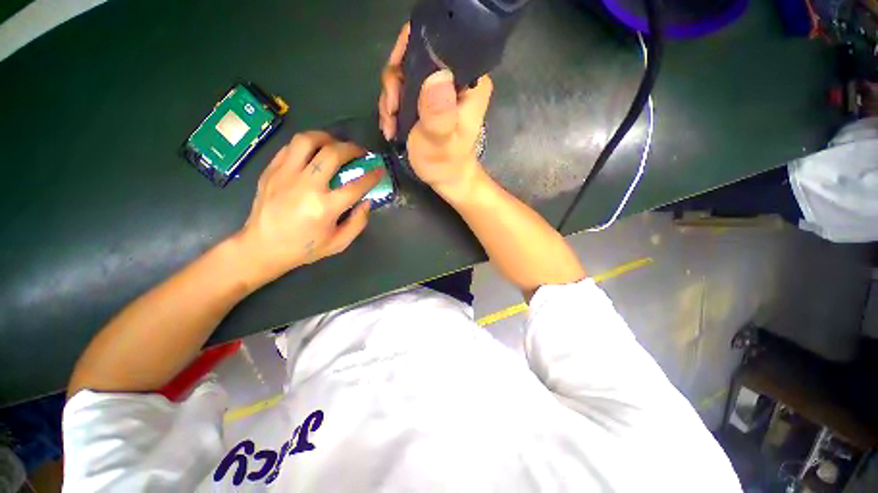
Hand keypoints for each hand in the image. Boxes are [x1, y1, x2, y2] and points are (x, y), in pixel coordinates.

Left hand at [235, 131, 381, 284]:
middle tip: (360, 152)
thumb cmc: (304, 248)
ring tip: (335, 144)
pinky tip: (314, 153)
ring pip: (307, 141)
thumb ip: (358, 222)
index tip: (380, 170)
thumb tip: (367, 201)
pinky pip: (290, 147)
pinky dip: (307, 146)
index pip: (356, 186)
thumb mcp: (339, 243)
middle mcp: (306, 186)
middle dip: (352, 149)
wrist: (262, 247)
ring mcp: (285, 175)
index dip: (372, 176)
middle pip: (333, 154)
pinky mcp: (271, 171)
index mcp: (325, 208)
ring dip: (327, 137)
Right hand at [378, 23, 493, 198]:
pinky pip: (402, 89)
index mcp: (469, 80)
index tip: (396, 85)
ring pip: (403, 74)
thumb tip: (437, 77)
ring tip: (390, 126)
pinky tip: (391, 126)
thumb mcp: (441, 141)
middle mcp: (456, 77)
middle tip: (391, 113)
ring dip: (390, 100)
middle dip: (395, 85)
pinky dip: (392, 107)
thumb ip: (439, 114)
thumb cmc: (446, 163)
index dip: (409, 54)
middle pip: (414, 57)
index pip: (437, 43)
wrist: (446, 179)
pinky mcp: (428, 99)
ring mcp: (440, 87)